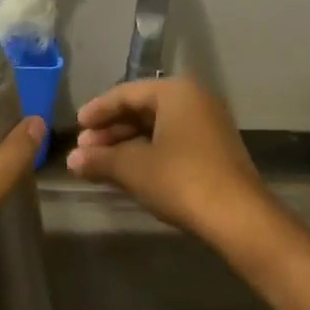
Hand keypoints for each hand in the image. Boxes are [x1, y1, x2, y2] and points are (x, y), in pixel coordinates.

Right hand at [66, 78, 270, 241]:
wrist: (237, 216)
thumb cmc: (180, 180)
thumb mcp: (133, 168)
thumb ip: (100, 160)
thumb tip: (72, 160)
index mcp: (176, 92)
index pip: (127, 93)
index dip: (97, 110)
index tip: (76, 127)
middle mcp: (195, 100)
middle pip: (142, 109)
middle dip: (111, 130)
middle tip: (84, 149)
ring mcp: (209, 124)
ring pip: (157, 127)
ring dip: (127, 143)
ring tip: (100, 163)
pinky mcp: (215, 149)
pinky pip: (172, 141)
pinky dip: (147, 152)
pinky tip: (129, 170)